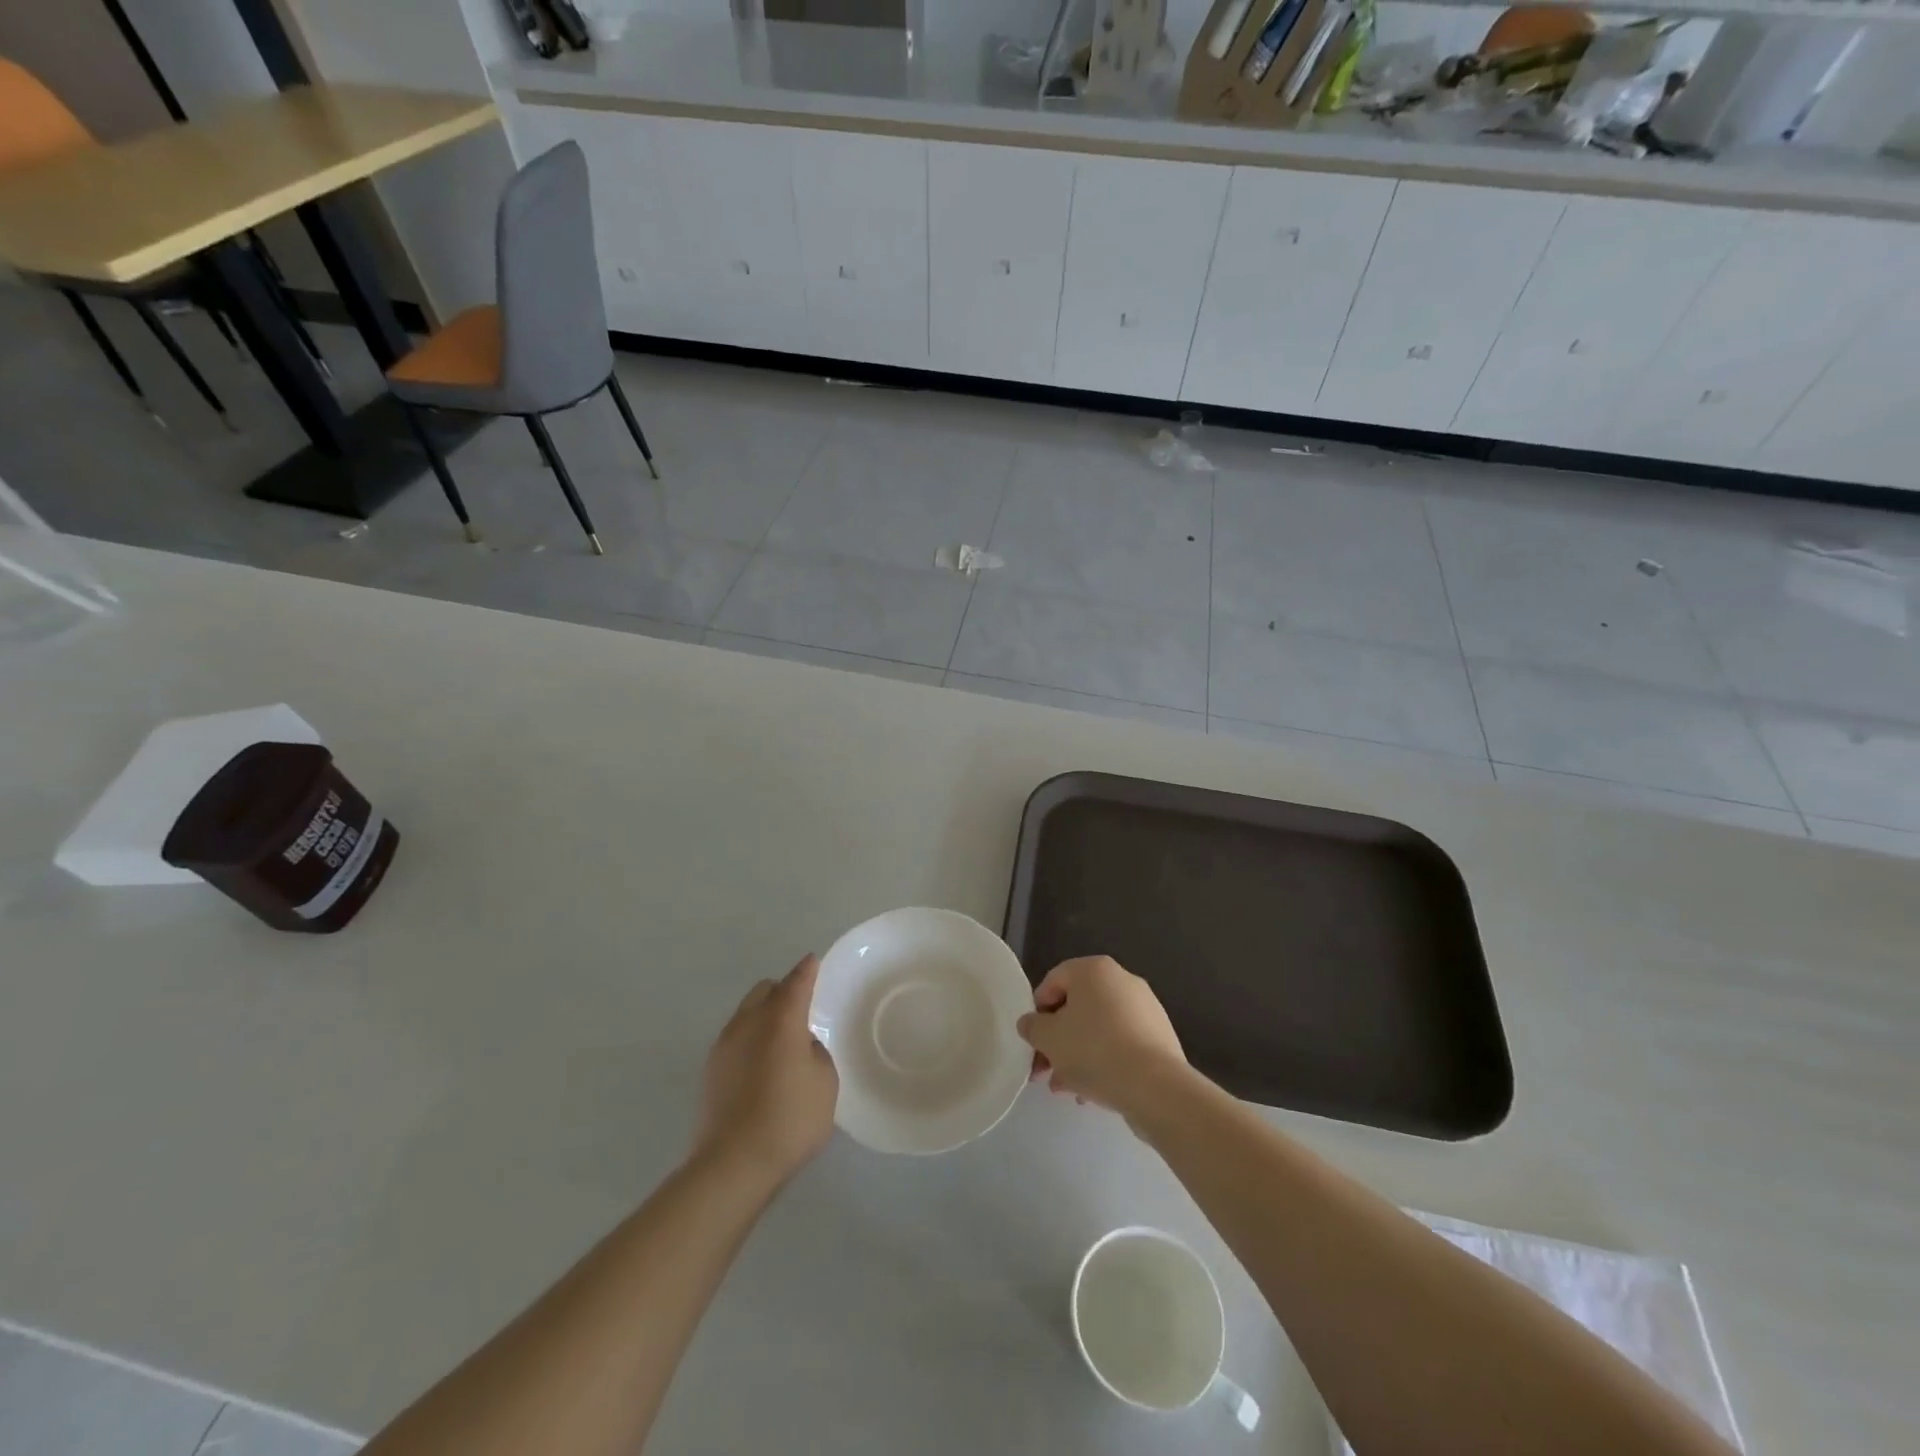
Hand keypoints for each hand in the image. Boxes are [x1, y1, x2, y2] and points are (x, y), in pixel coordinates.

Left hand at [694, 955, 838, 1185]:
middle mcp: (748, 1023)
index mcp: (780, 1020)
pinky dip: (750, 1039)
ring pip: (745, 1013)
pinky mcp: (710, 1071)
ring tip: (781, 1039)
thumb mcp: (824, 1082)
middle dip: (782, 991)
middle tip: (800, 1007)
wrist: (733, 1165)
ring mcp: (723, 1046)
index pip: (796, 983)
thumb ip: (815, 1052)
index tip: (813, 961)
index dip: (806, 971)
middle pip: (764, 991)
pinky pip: (735, 1039)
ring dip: (763, 1015)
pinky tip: (762, 1064)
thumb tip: (800, 1045)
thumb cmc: (789, 1119)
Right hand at [1016, 956, 1188, 1118]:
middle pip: (1077, 1007)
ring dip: (1077, 1055)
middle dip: (1057, 1040)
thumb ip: (1032, 1026)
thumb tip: (1030, 1023)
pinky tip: (1091, 1091)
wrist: (1155, 1087)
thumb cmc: (1094, 1050)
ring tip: (1065, 1088)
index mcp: (1094, 970)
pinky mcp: (1159, 1036)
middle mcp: (1122, 980)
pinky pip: (1121, 1043)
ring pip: (1098, 1029)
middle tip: (1044, 1069)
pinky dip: (1104, 1061)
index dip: (1037, 1011)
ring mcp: (1145, 1008)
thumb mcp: (1048, 1038)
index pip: (1053, 981)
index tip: (1032, 1040)